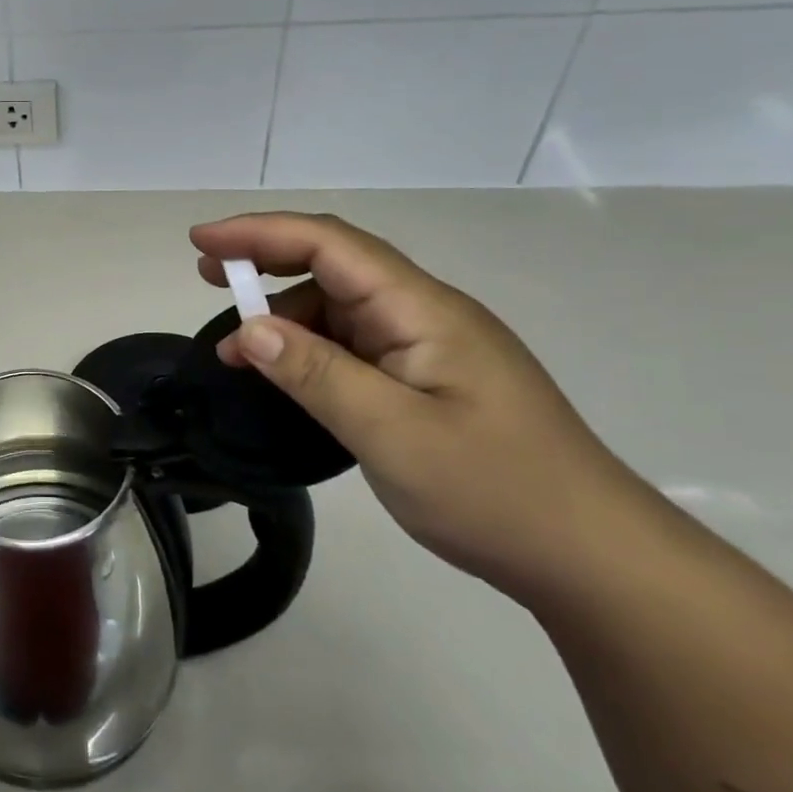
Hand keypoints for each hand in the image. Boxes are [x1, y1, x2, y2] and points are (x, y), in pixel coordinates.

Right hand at [192, 213, 639, 599]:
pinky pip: (354, 346)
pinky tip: (286, 376)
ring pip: (341, 307)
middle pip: (335, 265)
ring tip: (235, 351)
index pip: (330, 245)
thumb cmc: (495, 491)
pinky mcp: (427, 380)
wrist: (591, 558)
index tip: (202, 241)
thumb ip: (316, 374)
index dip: (261, 233)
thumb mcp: (392, 433)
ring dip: (284, 316)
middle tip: (207, 274)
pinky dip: (309, 350)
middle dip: (266, 260)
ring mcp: (428, 347)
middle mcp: (424, 314)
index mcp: (422, 309)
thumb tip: (248, 328)